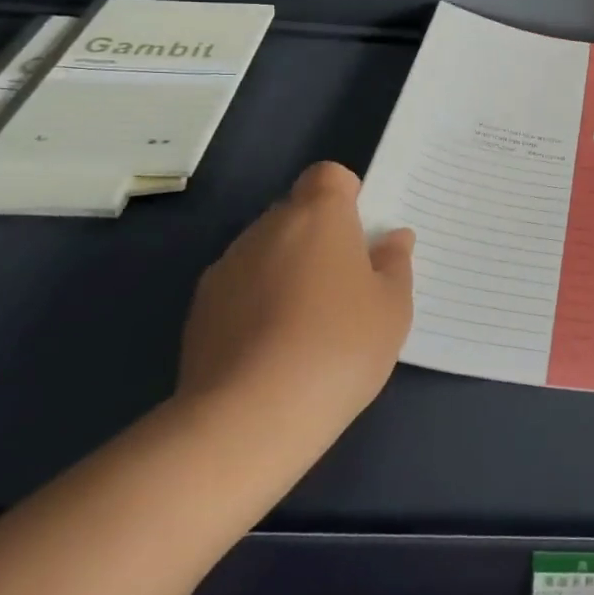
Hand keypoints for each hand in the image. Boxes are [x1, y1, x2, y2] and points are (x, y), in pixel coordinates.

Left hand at [176, 162, 413, 457]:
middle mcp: (267, 228)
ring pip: (266, 252)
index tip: (361, 235)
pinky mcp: (198, 311)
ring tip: (307, 325)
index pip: (328, 176)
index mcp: (318, 214)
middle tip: (345, 285)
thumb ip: (394, 264)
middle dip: (319, 238)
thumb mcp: (392, 307)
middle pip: (296, 213)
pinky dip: (257, 305)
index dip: (346, 197)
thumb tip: (393, 238)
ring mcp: (227, 268)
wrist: (249, 418)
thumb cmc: (339, 346)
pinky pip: (239, 290)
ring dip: (286, 271)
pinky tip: (273, 350)